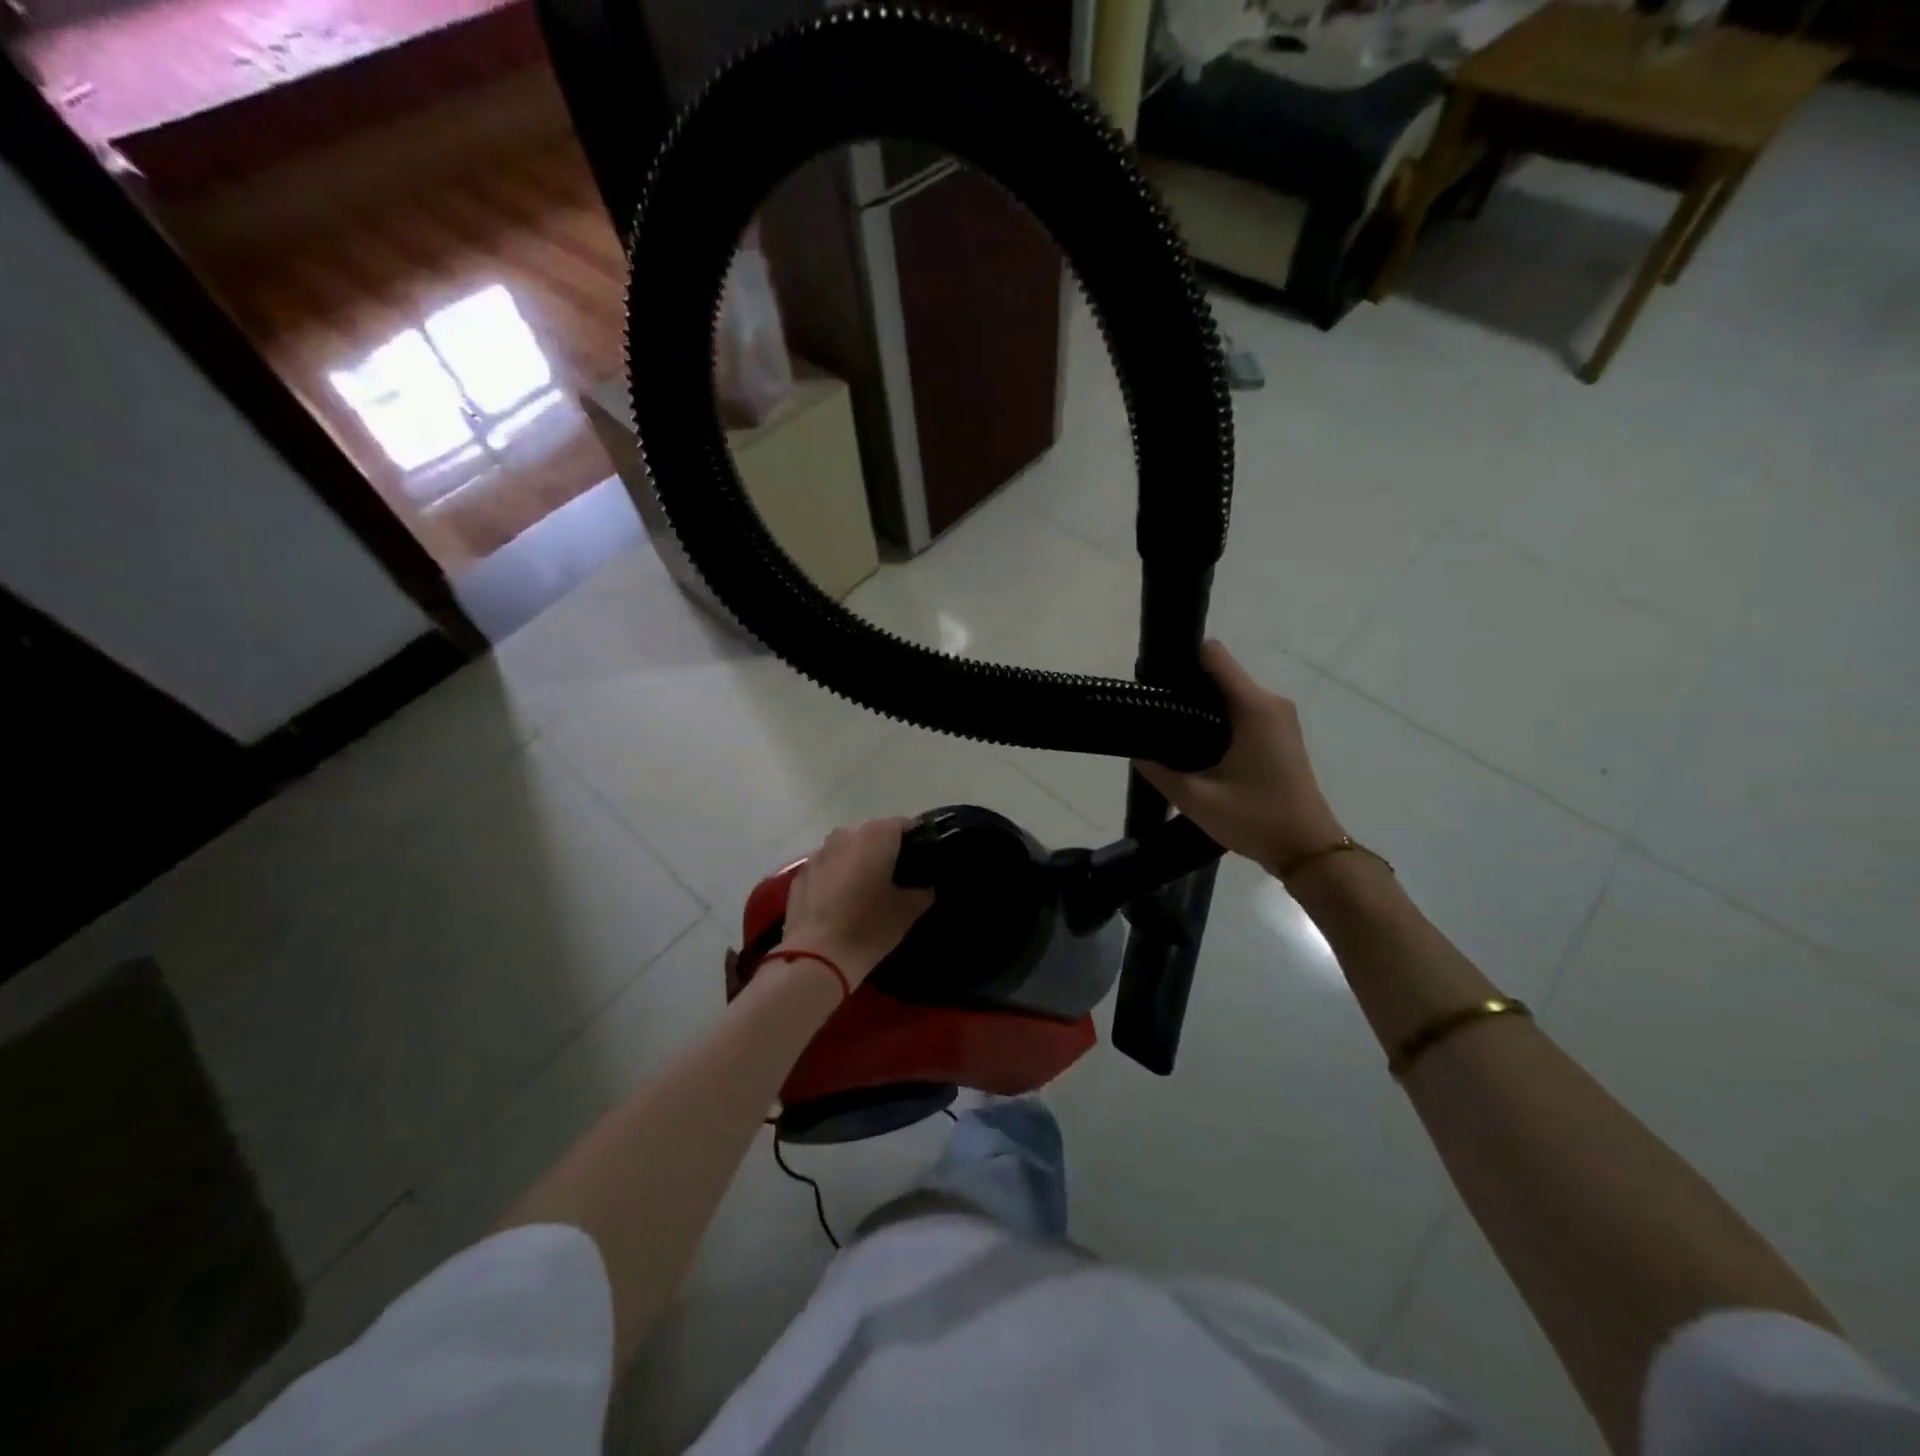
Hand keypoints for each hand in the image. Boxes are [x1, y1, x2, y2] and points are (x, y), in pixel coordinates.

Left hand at [778, 817, 934, 986]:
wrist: (815, 956)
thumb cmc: (869, 927)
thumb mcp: (908, 912)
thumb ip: (922, 891)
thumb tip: (925, 887)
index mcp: (876, 836)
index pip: (904, 825)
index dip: (915, 841)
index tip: (921, 861)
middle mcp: (846, 835)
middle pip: (873, 835)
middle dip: (885, 851)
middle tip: (897, 878)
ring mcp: (819, 853)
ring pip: (847, 850)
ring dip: (858, 863)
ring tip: (867, 891)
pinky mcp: (800, 875)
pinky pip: (827, 868)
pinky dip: (836, 878)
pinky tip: (841, 903)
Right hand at [1135, 640, 1345, 875]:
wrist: (1307, 850)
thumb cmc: (1255, 819)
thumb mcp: (1196, 799)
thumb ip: (1159, 770)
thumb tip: (1136, 749)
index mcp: (1253, 707)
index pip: (1213, 655)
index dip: (1180, 659)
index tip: (1153, 680)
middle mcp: (1270, 702)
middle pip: (1219, 673)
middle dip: (1185, 687)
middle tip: (1153, 714)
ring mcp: (1279, 717)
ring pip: (1229, 693)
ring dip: (1200, 706)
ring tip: (1170, 732)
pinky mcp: (1279, 733)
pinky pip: (1242, 710)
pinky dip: (1217, 719)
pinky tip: (1196, 747)